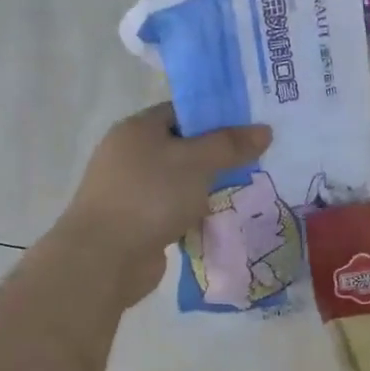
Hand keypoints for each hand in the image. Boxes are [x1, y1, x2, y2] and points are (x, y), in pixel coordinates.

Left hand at [58, 103, 271, 305]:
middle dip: (216, 157)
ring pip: (178, 182)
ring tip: (245, 192)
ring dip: (205, 189)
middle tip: (255, 162)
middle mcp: (129, 154)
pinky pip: (172, 210)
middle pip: (181, 147)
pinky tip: (219, 222)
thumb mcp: (196, 163)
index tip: (249, 130)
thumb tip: (265, 130)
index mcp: (138, 129)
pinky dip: (192, 215)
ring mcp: (130, 190)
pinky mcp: (136, 222)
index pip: (181, 112)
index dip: (215, 117)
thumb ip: (230, 145)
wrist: (104, 258)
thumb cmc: (150, 196)